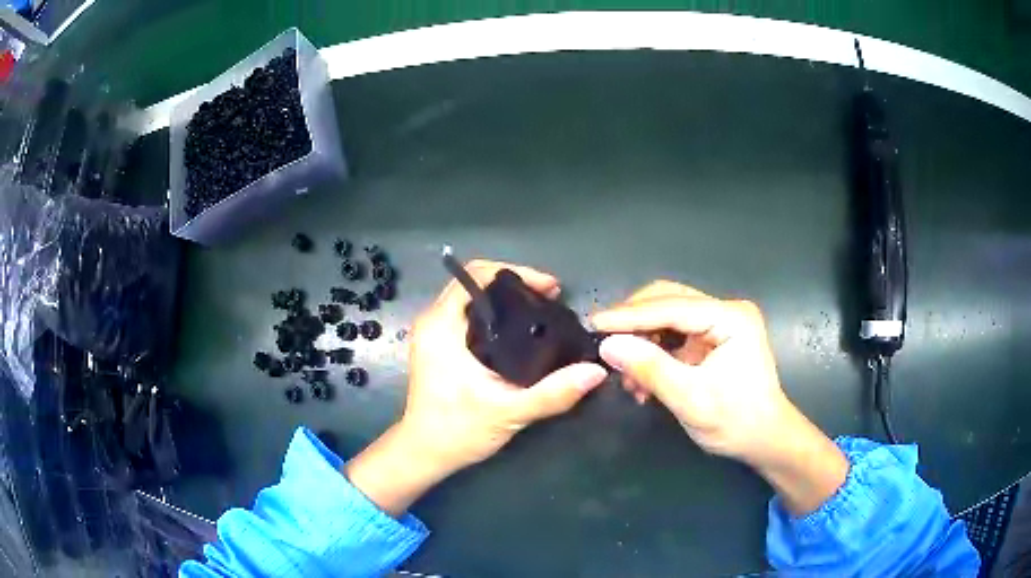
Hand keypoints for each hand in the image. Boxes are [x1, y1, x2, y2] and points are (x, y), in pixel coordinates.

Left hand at [346, 260, 606, 515]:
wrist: (425, 453)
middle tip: (552, 298)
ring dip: (505, 297)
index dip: (517, 273)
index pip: (476, 275)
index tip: (550, 289)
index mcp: (442, 326)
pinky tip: (519, 329)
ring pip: (471, 297)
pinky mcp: (437, 346)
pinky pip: (467, 313)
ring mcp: (432, 333)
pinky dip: (494, 312)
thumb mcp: (510, 412)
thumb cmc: (458, 431)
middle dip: (515, 283)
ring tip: (541, 309)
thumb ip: (553, 393)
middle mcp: (432, 321)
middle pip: (474, 281)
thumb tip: (594, 371)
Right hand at [593, 281, 847, 514]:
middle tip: (603, 342)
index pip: (672, 306)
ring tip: (625, 373)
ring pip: (668, 317)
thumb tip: (607, 346)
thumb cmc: (736, 422)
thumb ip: (650, 369)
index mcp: (731, 318)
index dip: (630, 315)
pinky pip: (675, 335)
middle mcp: (726, 311)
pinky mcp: (713, 338)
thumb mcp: (690, 399)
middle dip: (634, 323)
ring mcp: (721, 323)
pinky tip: (642, 378)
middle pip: (669, 301)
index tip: (593, 323)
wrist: (765, 440)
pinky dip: (654, 352)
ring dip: (643, 340)